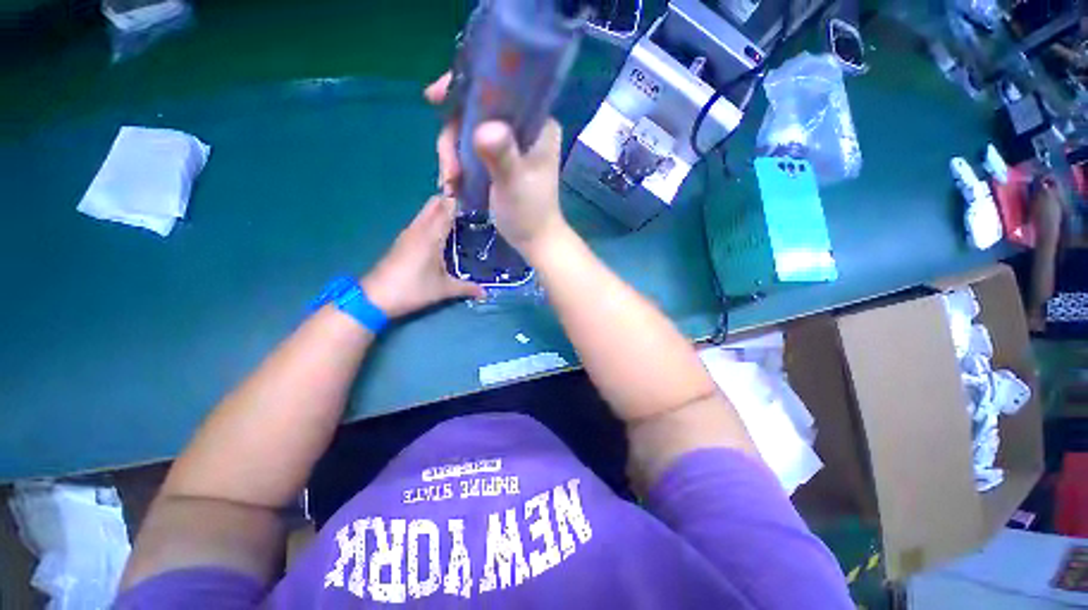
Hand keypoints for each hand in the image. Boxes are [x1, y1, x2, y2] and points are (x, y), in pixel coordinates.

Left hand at [361, 196, 484, 318]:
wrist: (376, 297)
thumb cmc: (413, 289)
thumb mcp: (443, 290)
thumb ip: (467, 288)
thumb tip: (485, 293)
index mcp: (431, 236)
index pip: (446, 208)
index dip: (458, 197)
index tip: (473, 192)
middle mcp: (419, 229)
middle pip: (434, 204)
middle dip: (450, 200)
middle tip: (471, 207)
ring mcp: (408, 234)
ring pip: (426, 212)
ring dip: (441, 210)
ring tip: (462, 218)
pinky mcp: (403, 241)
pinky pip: (421, 222)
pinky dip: (433, 220)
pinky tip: (444, 233)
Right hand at [424, 74, 567, 256]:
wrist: (535, 240)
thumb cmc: (530, 213)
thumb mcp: (515, 183)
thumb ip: (501, 155)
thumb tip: (482, 128)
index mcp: (536, 124)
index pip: (499, 89)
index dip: (465, 89)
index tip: (434, 98)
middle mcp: (523, 128)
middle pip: (476, 112)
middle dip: (454, 139)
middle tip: (449, 171)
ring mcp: (510, 144)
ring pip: (468, 133)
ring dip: (452, 157)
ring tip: (450, 184)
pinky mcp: (499, 160)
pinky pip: (470, 151)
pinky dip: (458, 165)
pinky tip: (453, 185)